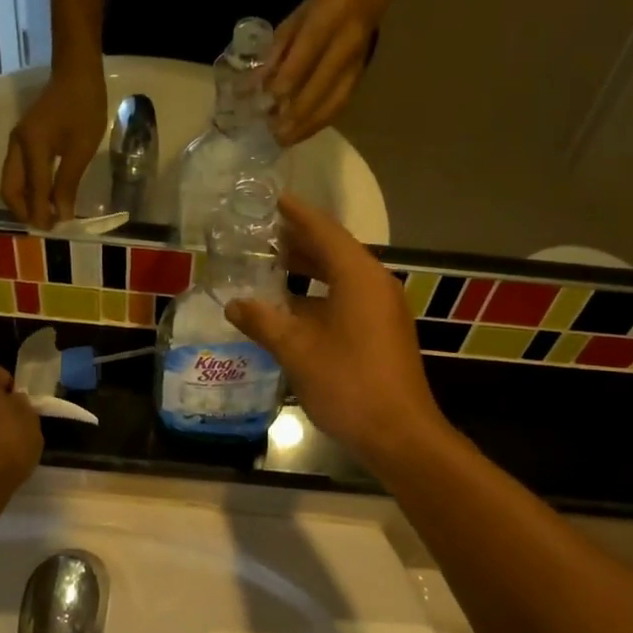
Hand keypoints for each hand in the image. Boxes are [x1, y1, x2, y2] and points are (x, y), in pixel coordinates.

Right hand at [0, 65, 106, 228]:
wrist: (76, 73)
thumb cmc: (84, 108)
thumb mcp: (81, 149)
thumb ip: (68, 183)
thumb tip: (62, 215)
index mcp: (31, 147)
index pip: (34, 190)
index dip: (41, 214)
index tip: (53, 232)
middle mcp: (17, 146)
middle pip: (10, 188)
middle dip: (23, 211)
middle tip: (43, 227)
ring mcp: (17, 142)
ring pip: (11, 181)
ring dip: (24, 201)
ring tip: (43, 216)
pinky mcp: (23, 139)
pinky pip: (18, 171)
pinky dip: (27, 189)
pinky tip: (43, 197)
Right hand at [224, 195, 447, 470]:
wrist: (398, 433)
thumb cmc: (348, 383)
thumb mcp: (297, 351)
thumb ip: (263, 322)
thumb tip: (234, 304)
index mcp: (359, 277)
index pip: (324, 231)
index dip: (297, 214)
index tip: (274, 199)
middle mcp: (375, 285)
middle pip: (335, 252)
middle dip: (300, 242)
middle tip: (264, 234)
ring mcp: (383, 310)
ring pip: (342, 278)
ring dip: (310, 271)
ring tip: (274, 265)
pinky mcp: (382, 333)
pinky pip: (348, 300)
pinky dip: (320, 296)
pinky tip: (294, 309)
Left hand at [266, 0, 380, 145]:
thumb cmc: (323, 5)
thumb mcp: (295, 19)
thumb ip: (276, 52)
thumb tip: (255, 86)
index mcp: (326, 21)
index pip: (303, 58)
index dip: (284, 85)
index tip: (265, 106)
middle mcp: (345, 45)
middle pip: (320, 88)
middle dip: (294, 115)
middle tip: (273, 135)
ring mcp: (356, 65)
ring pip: (333, 103)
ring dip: (308, 126)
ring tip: (285, 141)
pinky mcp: (360, 78)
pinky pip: (340, 106)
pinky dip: (319, 123)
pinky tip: (302, 133)